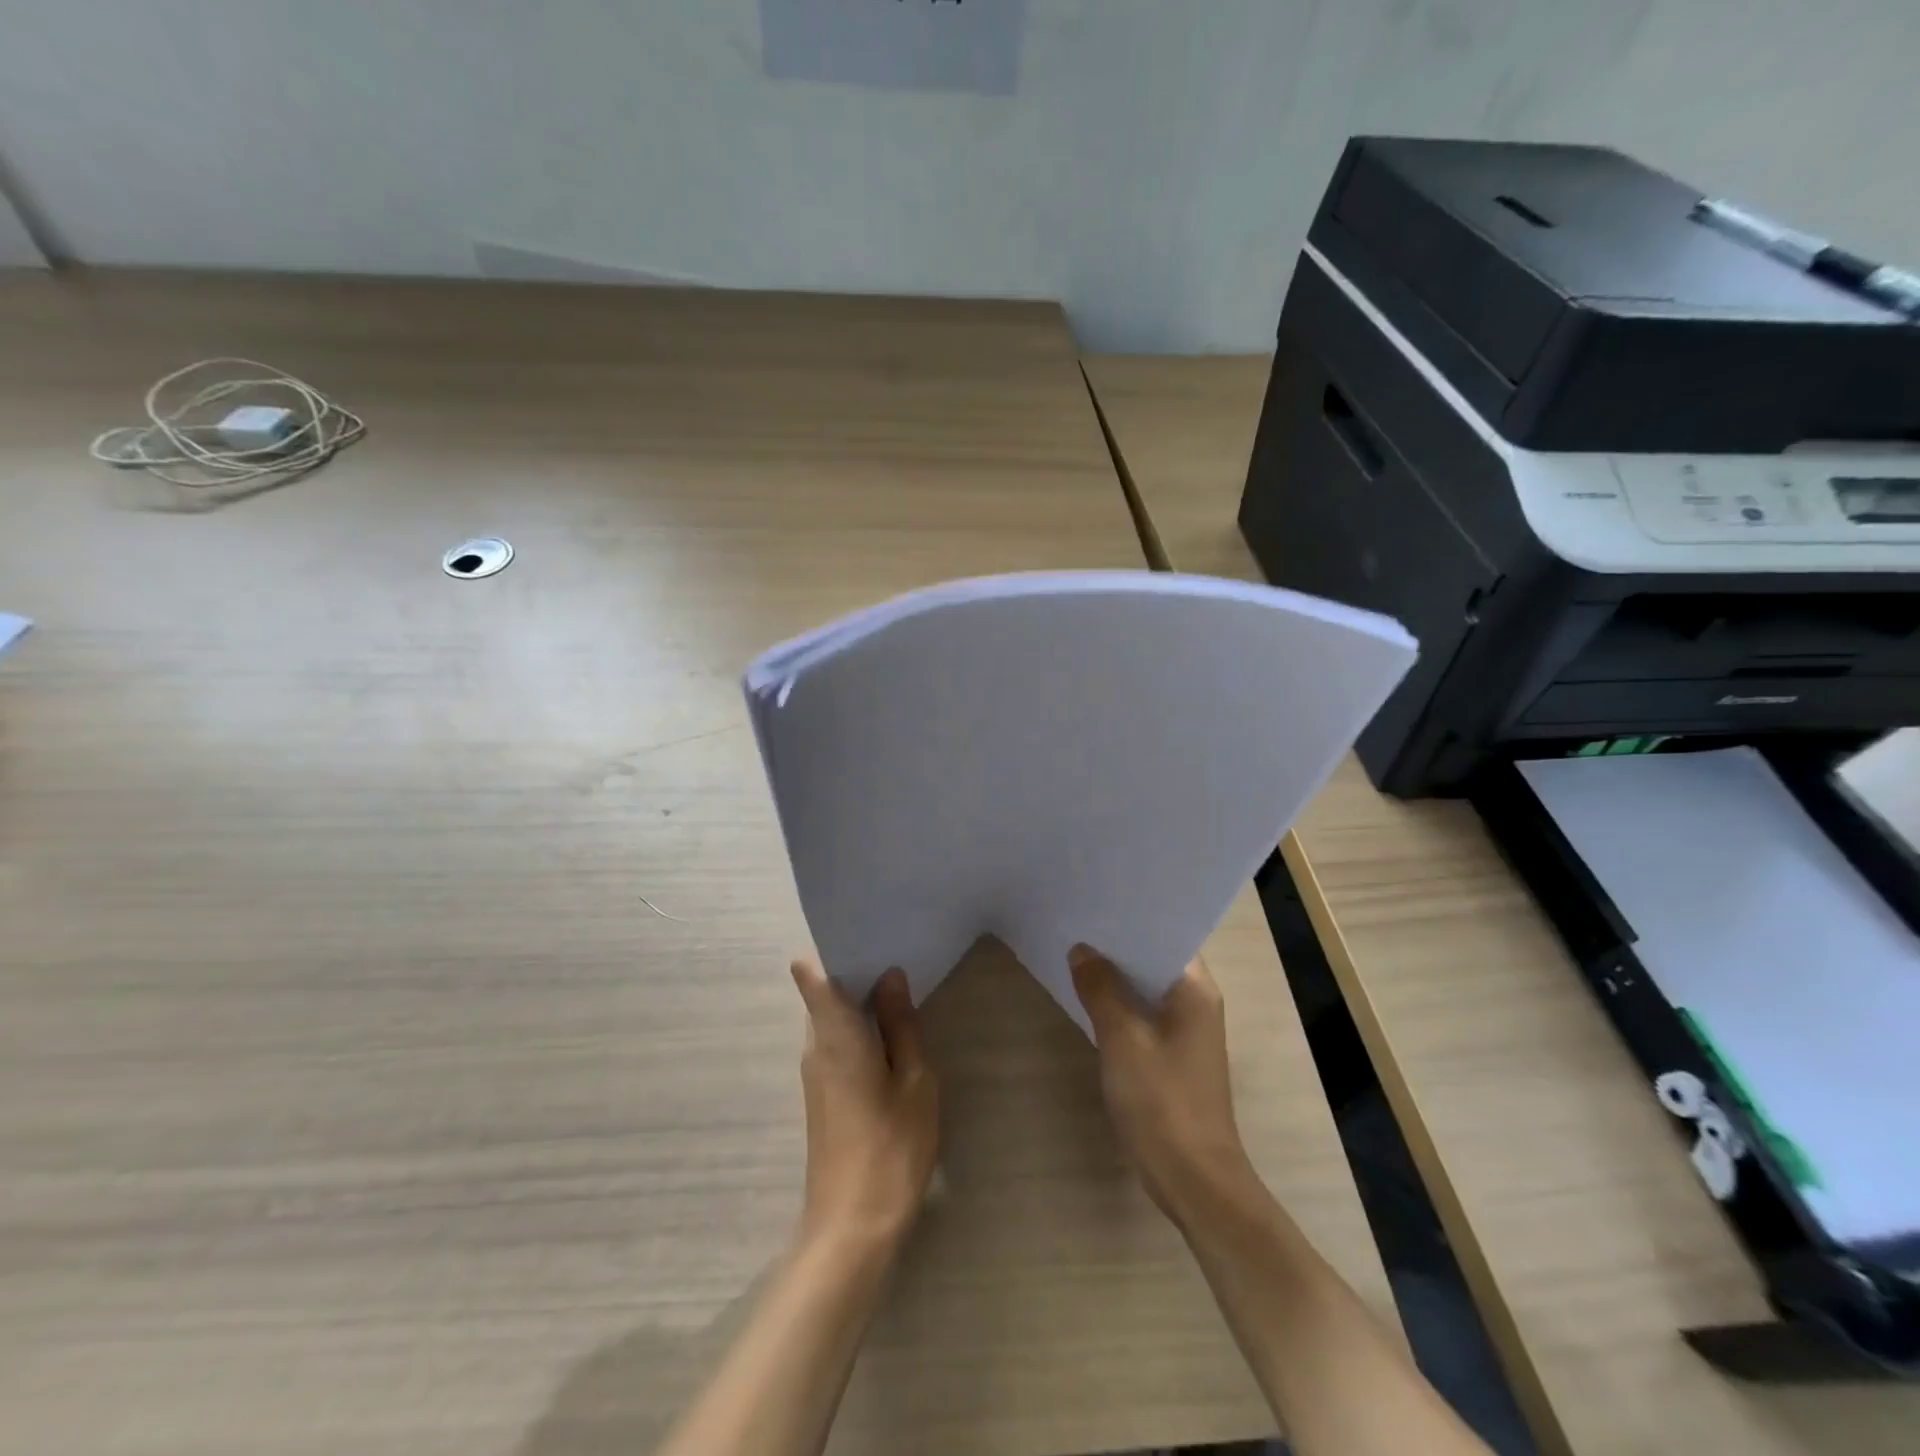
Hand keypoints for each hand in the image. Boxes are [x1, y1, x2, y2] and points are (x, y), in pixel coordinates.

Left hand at [790, 961, 939, 1251]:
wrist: (853, 1227)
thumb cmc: (891, 1146)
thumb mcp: (914, 1079)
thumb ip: (901, 1024)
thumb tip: (890, 976)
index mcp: (835, 1034)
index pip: (812, 975)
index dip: (831, 949)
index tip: (866, 935)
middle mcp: (815, 1045)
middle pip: (825, 992)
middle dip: (857, 971)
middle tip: (899, 955)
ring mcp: (815, 1071)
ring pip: (832, 1017)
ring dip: (861, 1002)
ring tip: (902, 988)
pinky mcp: (822, 1094)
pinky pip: (837, 1042)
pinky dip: (859, 1029)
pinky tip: (892, 1035)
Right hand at [1070, 945, 1256, 1223]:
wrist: (1193, 1180)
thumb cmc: (1162, 1102)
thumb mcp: (1123, 1039)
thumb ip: (1101, 989)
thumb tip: (1081, 950)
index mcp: (1195, 989)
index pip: (1165, 934)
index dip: (1131, 918)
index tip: (1094, 901)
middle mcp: (1196, 1001)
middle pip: (1153, 958)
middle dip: (1116, 944)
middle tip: (1074, 920)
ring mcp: (1185, 1029)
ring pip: (1145, 986)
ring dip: (1115, 974)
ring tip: (1072, 950)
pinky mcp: (1172, 1053)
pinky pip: (1142, 1012)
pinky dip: (1118, 1002)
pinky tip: (1086, 996)